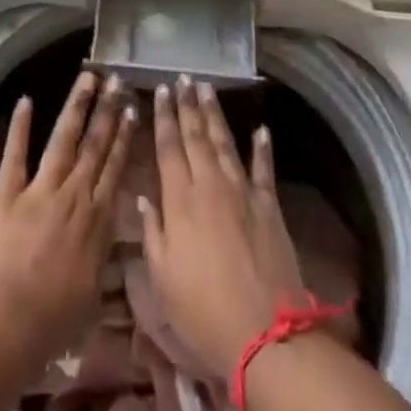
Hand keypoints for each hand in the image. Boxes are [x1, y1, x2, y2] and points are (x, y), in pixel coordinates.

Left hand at [0, 71, 135, 365]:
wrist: (7, 321)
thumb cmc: (54, 320)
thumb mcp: (93, 295)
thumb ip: (104, 260)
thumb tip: (116, 243)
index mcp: (96, 220)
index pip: (115, 168)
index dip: (124, 137)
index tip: (132, 109)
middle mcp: (73, 195)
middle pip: (94, 145)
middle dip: (107, 110)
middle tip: (116, 79)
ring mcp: (40, 189)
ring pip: (63, 139)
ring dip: (76, 106)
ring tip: (87, 77)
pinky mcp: (7, 192)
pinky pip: (16, 154)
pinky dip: (20, 127)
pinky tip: (25, 100)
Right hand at [137, 77, 308, 381]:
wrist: (265, 333)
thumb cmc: (203, 309)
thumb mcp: (163, 276)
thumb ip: (152, 231)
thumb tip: (141, 195)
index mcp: (180, 200)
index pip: (169, 147)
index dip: (164, 117)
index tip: (161, 91)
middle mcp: (210, 185)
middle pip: (196, 136)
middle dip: (188, 105)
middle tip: (184, 78)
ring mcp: (243, 192)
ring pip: (225, 143)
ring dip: (215, 114)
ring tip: (207, 88)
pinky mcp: (269, 206)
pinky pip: (264, 169)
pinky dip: (262, 148)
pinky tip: (260, 130)